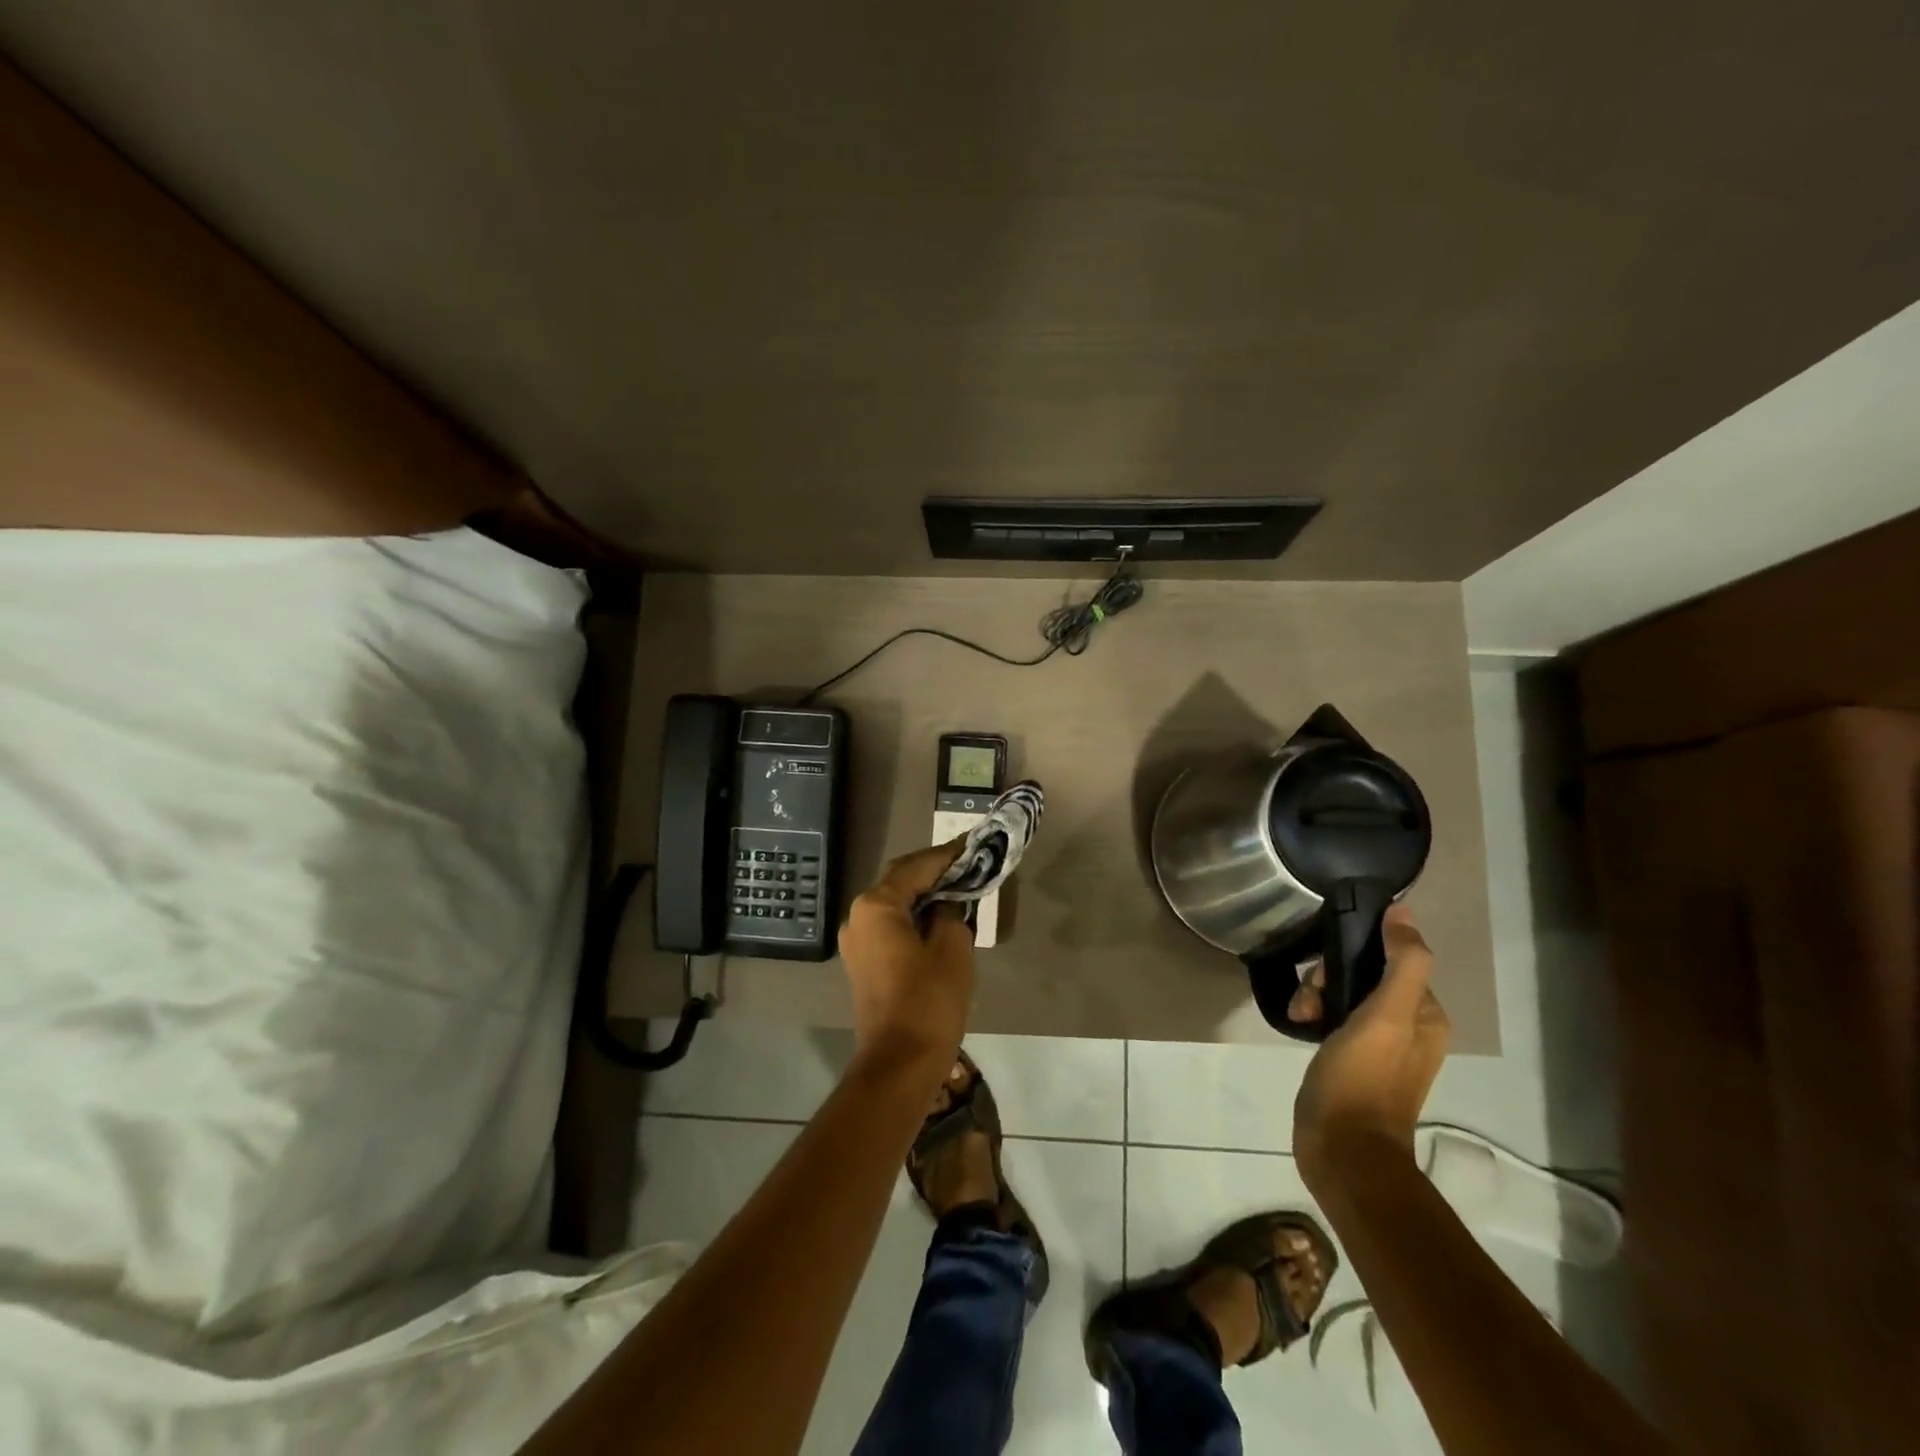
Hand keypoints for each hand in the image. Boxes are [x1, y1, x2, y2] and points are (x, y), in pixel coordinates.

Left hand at [839, 840, 974, 1075]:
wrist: (899, 1063)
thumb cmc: (928, 1001)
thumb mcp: (951, 948)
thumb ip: (950, 912)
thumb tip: (946, 902)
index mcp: (876, 905)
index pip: (916, 866)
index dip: (948, 854)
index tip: (974, 842)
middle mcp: (858, 916)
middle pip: (901, 881)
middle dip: (935, 871)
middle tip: (969, 862)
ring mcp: (857, 941)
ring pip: (895, 904)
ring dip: (926, 894)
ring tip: (961, 886)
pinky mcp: (864, 962)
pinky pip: (891, 926)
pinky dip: (916, 916)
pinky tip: (941, 918)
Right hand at [1291, 903, 1449, 1185]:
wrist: (1342, 1149)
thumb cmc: (1364, 1079)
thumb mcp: (1386, 1016)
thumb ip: (1402, 963)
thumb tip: (1403, 911)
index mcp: (1426, 1016)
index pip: (1389, 958)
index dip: (1353, 955)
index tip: (1328, 974)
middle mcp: (1408, 1027)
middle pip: (1362, 974)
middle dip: (1329, 978)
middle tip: (1312, 1001)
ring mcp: (1378, 1046)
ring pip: (1342, 994)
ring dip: (1316, 995)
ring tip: (1301, 1016)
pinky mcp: (1351, 1060)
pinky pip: (1332, 1018)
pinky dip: (1313, 1015)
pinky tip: (1299, 1025)